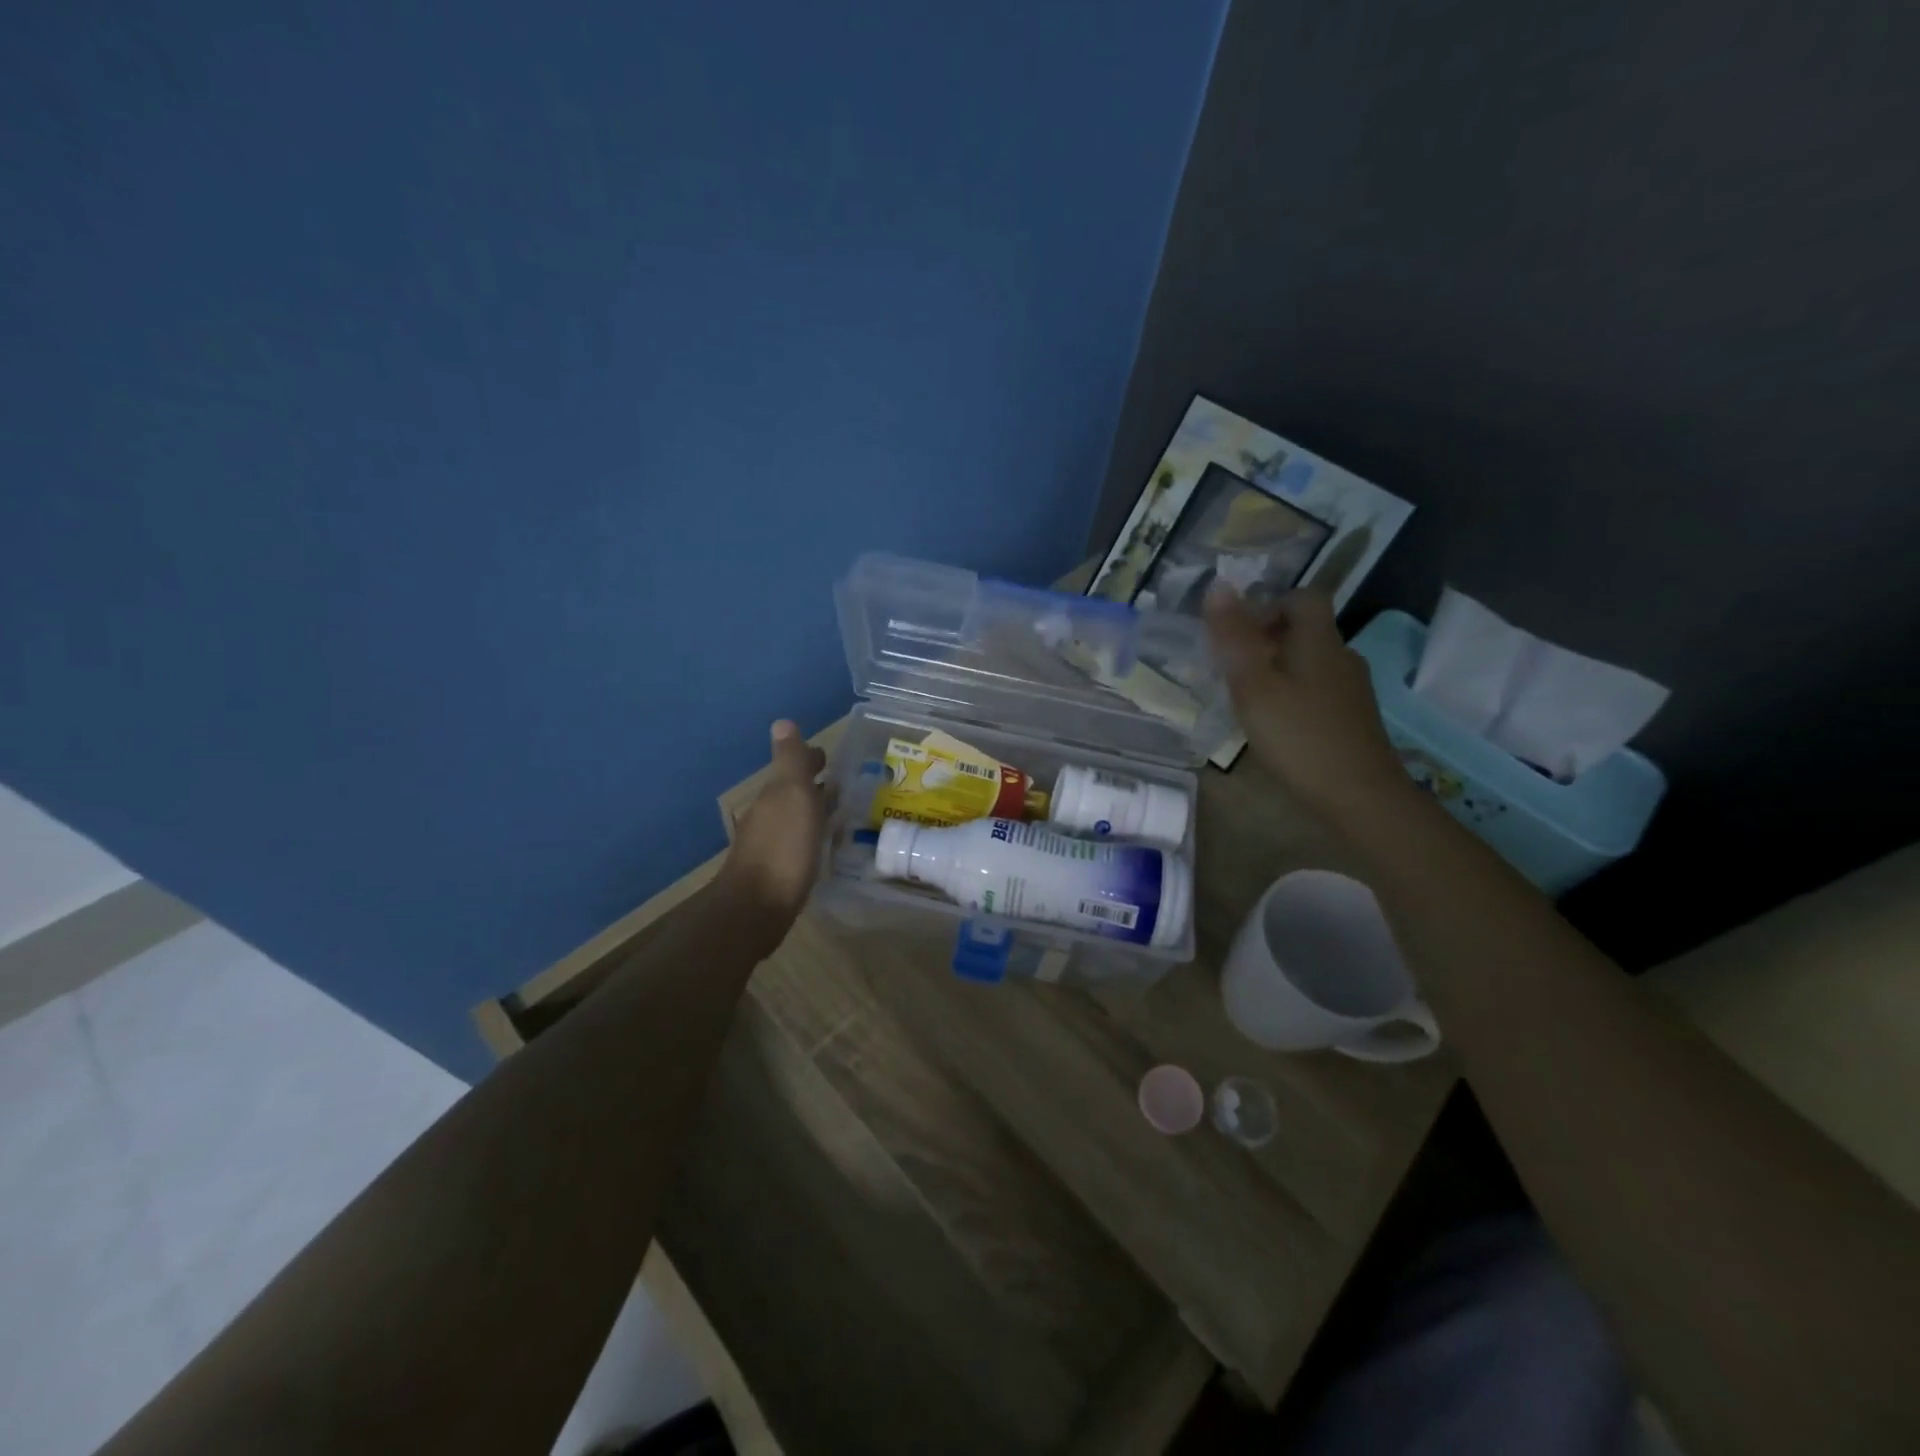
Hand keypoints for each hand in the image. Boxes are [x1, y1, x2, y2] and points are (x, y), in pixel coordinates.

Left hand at [718, 720, 828, 932]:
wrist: (757, 908)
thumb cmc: (782, 847)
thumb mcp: (792, 795)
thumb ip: (791, 761)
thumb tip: (782, 721)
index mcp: (774, 795)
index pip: (793, 768)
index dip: (810, 760)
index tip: (830, 756)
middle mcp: (768, 816)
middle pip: (793, 793)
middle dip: (814, 784)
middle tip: (842, 783)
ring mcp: (771, 846)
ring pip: (796, 818)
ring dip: (814, 810)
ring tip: (839, 811)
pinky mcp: (778, 873)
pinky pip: (799, 843)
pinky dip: (812, 835)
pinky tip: (824, 845)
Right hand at [1203, 585, 1409, 823]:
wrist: (1359, 796)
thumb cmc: (1299, 736)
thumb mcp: (1253, 685)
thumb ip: (1233, 637)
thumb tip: (1218, 585)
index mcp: (1319, 641)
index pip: (1304, 597)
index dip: (1270, 604)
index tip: (1239, 634)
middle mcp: (1342, 657)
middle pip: (1306, 630)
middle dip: (1266, 640)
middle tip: (1232, 670)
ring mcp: (1352, 689)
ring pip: (1310, 662)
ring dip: (1278, 670)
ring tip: (1248, 700)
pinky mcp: (1353, 718)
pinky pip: (1318, 690)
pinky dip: (1293, 695)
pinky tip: (1276, 726)